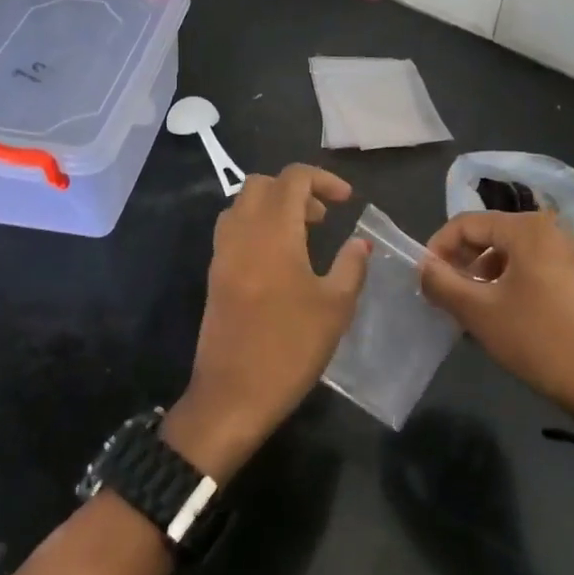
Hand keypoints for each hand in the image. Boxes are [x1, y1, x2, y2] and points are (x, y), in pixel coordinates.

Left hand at [164, 164, 370, 479]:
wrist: (232, 396)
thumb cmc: (290, 347)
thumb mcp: (336, 307)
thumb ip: (351, 266)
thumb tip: (360, 243)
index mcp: (273, 232)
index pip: (292, 178)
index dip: (323, 179)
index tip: (347, 200)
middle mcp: (242, 233)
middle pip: (262, 184)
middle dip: (295, 189)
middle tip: (322, 217)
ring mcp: (222, 253)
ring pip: (242, 205)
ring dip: (272, 206)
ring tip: (301, 235)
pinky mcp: (214, 275)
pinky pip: (232, 230)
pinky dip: (256, 227)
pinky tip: (279, 260)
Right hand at [420, 210, 573, 442]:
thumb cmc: (536, 339)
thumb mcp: (478, 311)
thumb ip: (442, 282)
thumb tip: (422, 266)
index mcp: (526, 228)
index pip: (466, 224)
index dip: (438, 248)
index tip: (423, 280)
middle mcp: (547, 230)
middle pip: (486, 235)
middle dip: (459, 263)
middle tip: (442, 296)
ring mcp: (563, 252)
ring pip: (504, 254)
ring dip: (479, 277)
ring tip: (465, 310)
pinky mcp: (570, 276)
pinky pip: (524, 268)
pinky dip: (502, 284)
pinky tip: (494, 315)